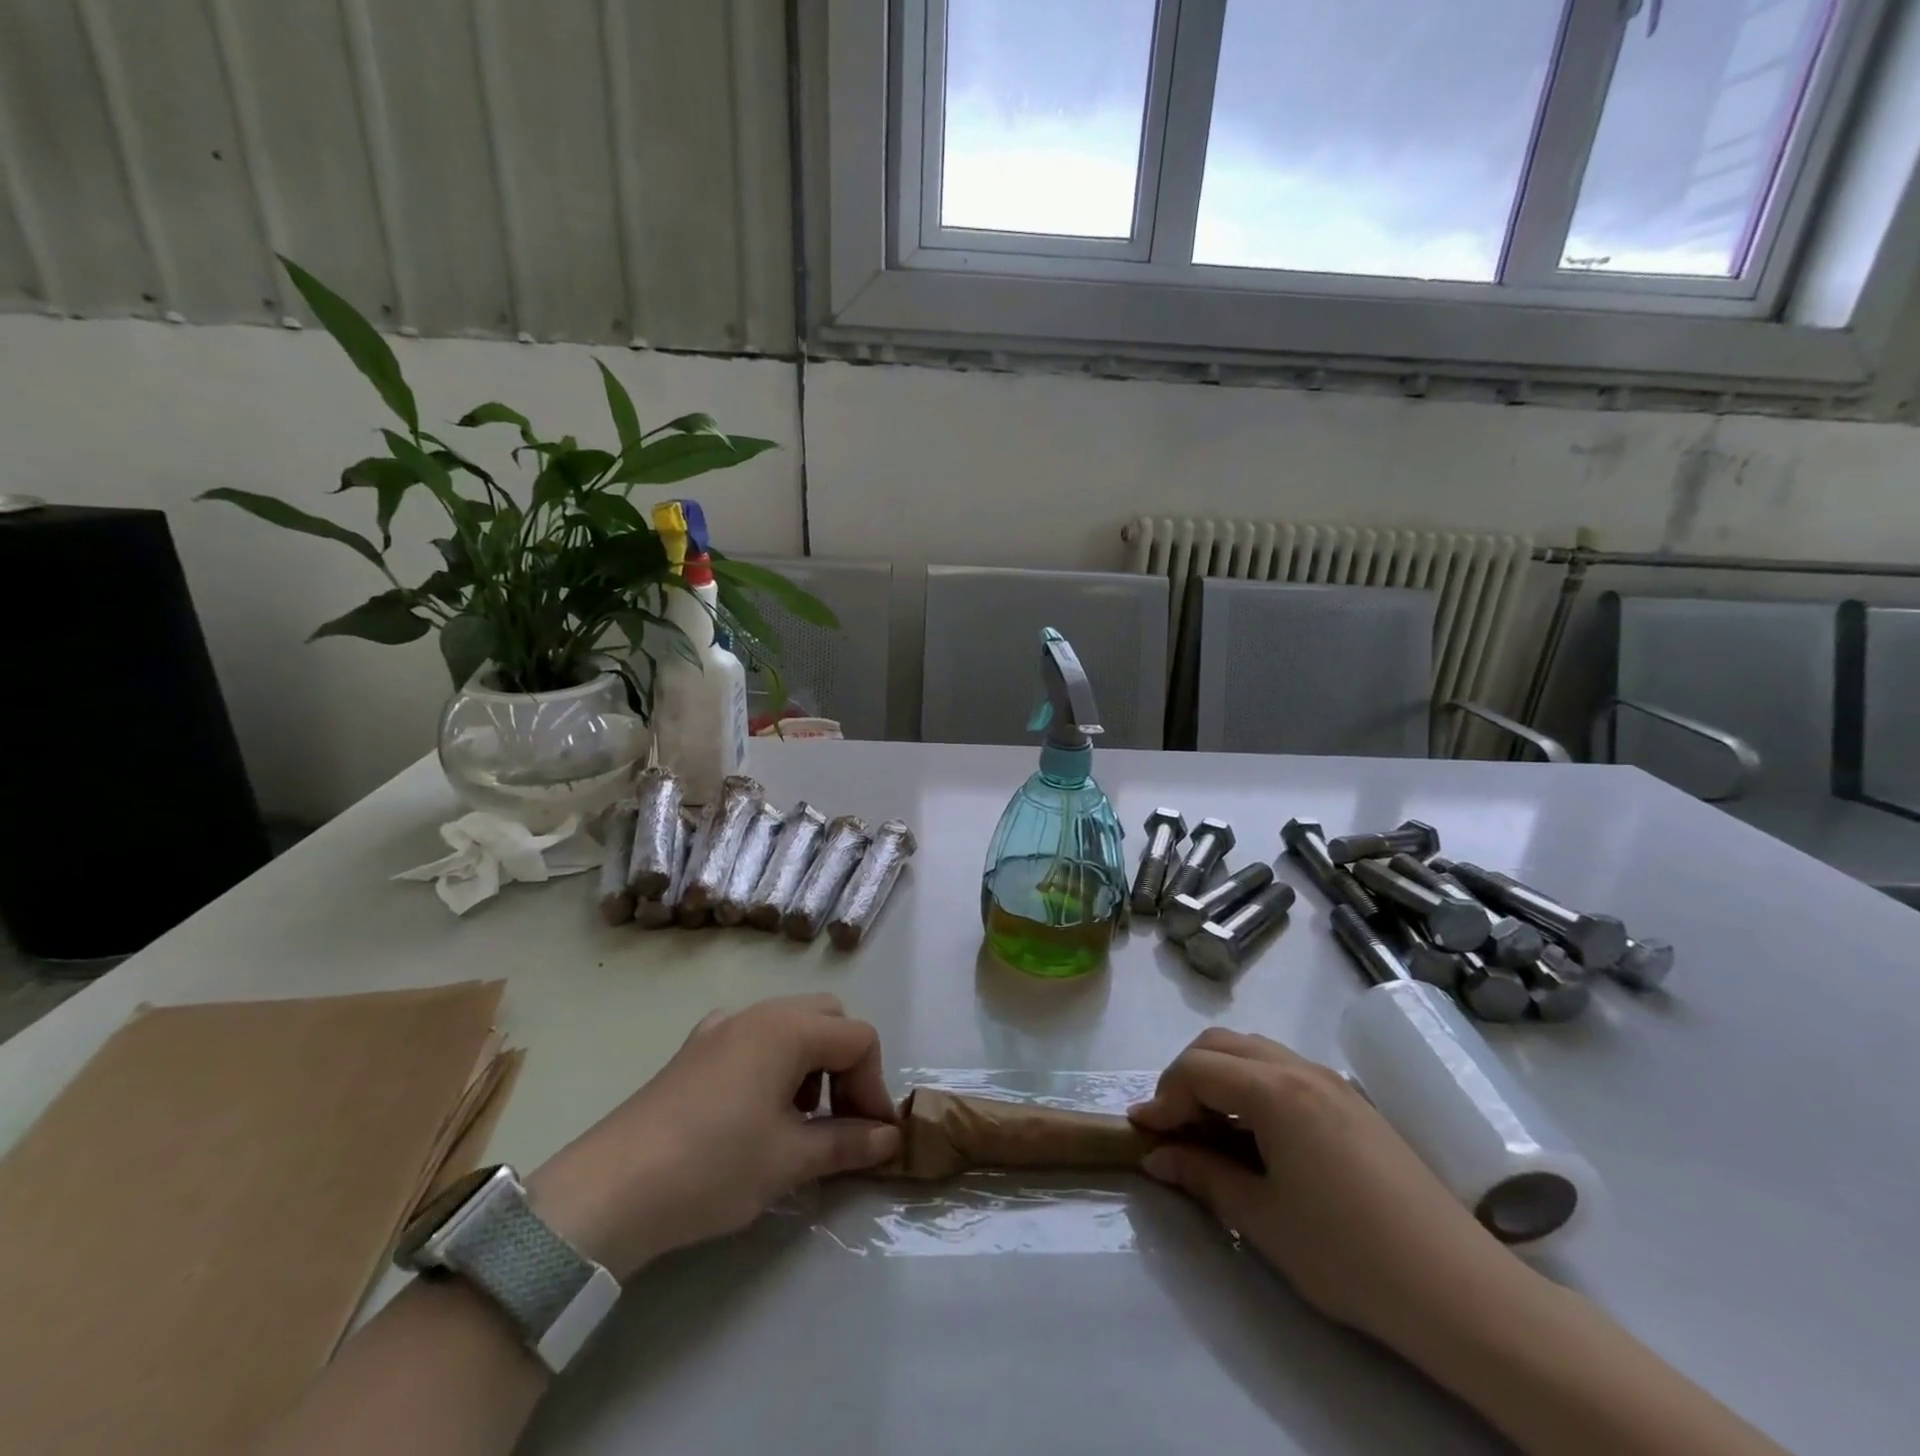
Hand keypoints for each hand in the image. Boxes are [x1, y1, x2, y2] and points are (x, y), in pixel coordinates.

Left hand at [526, 994, 899, 1279]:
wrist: (609, 1191)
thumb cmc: (713, 1166)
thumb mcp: (790, 1160)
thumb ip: (848, 1142)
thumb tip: (890, 1138)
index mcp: (789, 1028)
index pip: (859, 1038)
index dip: (874, 1085)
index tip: (871, 1136)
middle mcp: (759, 1013)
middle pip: (828, 1019)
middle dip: (846, 1064)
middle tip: (842, 1118)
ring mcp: (721, 1027)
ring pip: (790, 1024)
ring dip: (812, 1062)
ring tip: (800, 1120)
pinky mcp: (694, 1050)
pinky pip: (753, 1038)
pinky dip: (774, 1062)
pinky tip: (756, 1109)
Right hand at [1130, 1028, 1519, 1342]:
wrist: (1460, 1292)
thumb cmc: (1349, 1255)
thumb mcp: (1263, 1219)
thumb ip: (1203, 1177)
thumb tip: (1157, 1158)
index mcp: (1274, 1090)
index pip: (1196, 1068)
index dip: (1163, 1097)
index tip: (1145, 1134)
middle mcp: (1300, 1068)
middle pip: (1221, 1044)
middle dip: (1186, 1076)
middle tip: (1174, 1126)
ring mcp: (1331, 1080)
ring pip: (1254, 1050)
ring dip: (1220, 1076)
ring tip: (1211, 1129)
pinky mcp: (1353, 1101)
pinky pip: (1284, 1069)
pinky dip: (1253, 1084)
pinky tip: (1257, 1134)